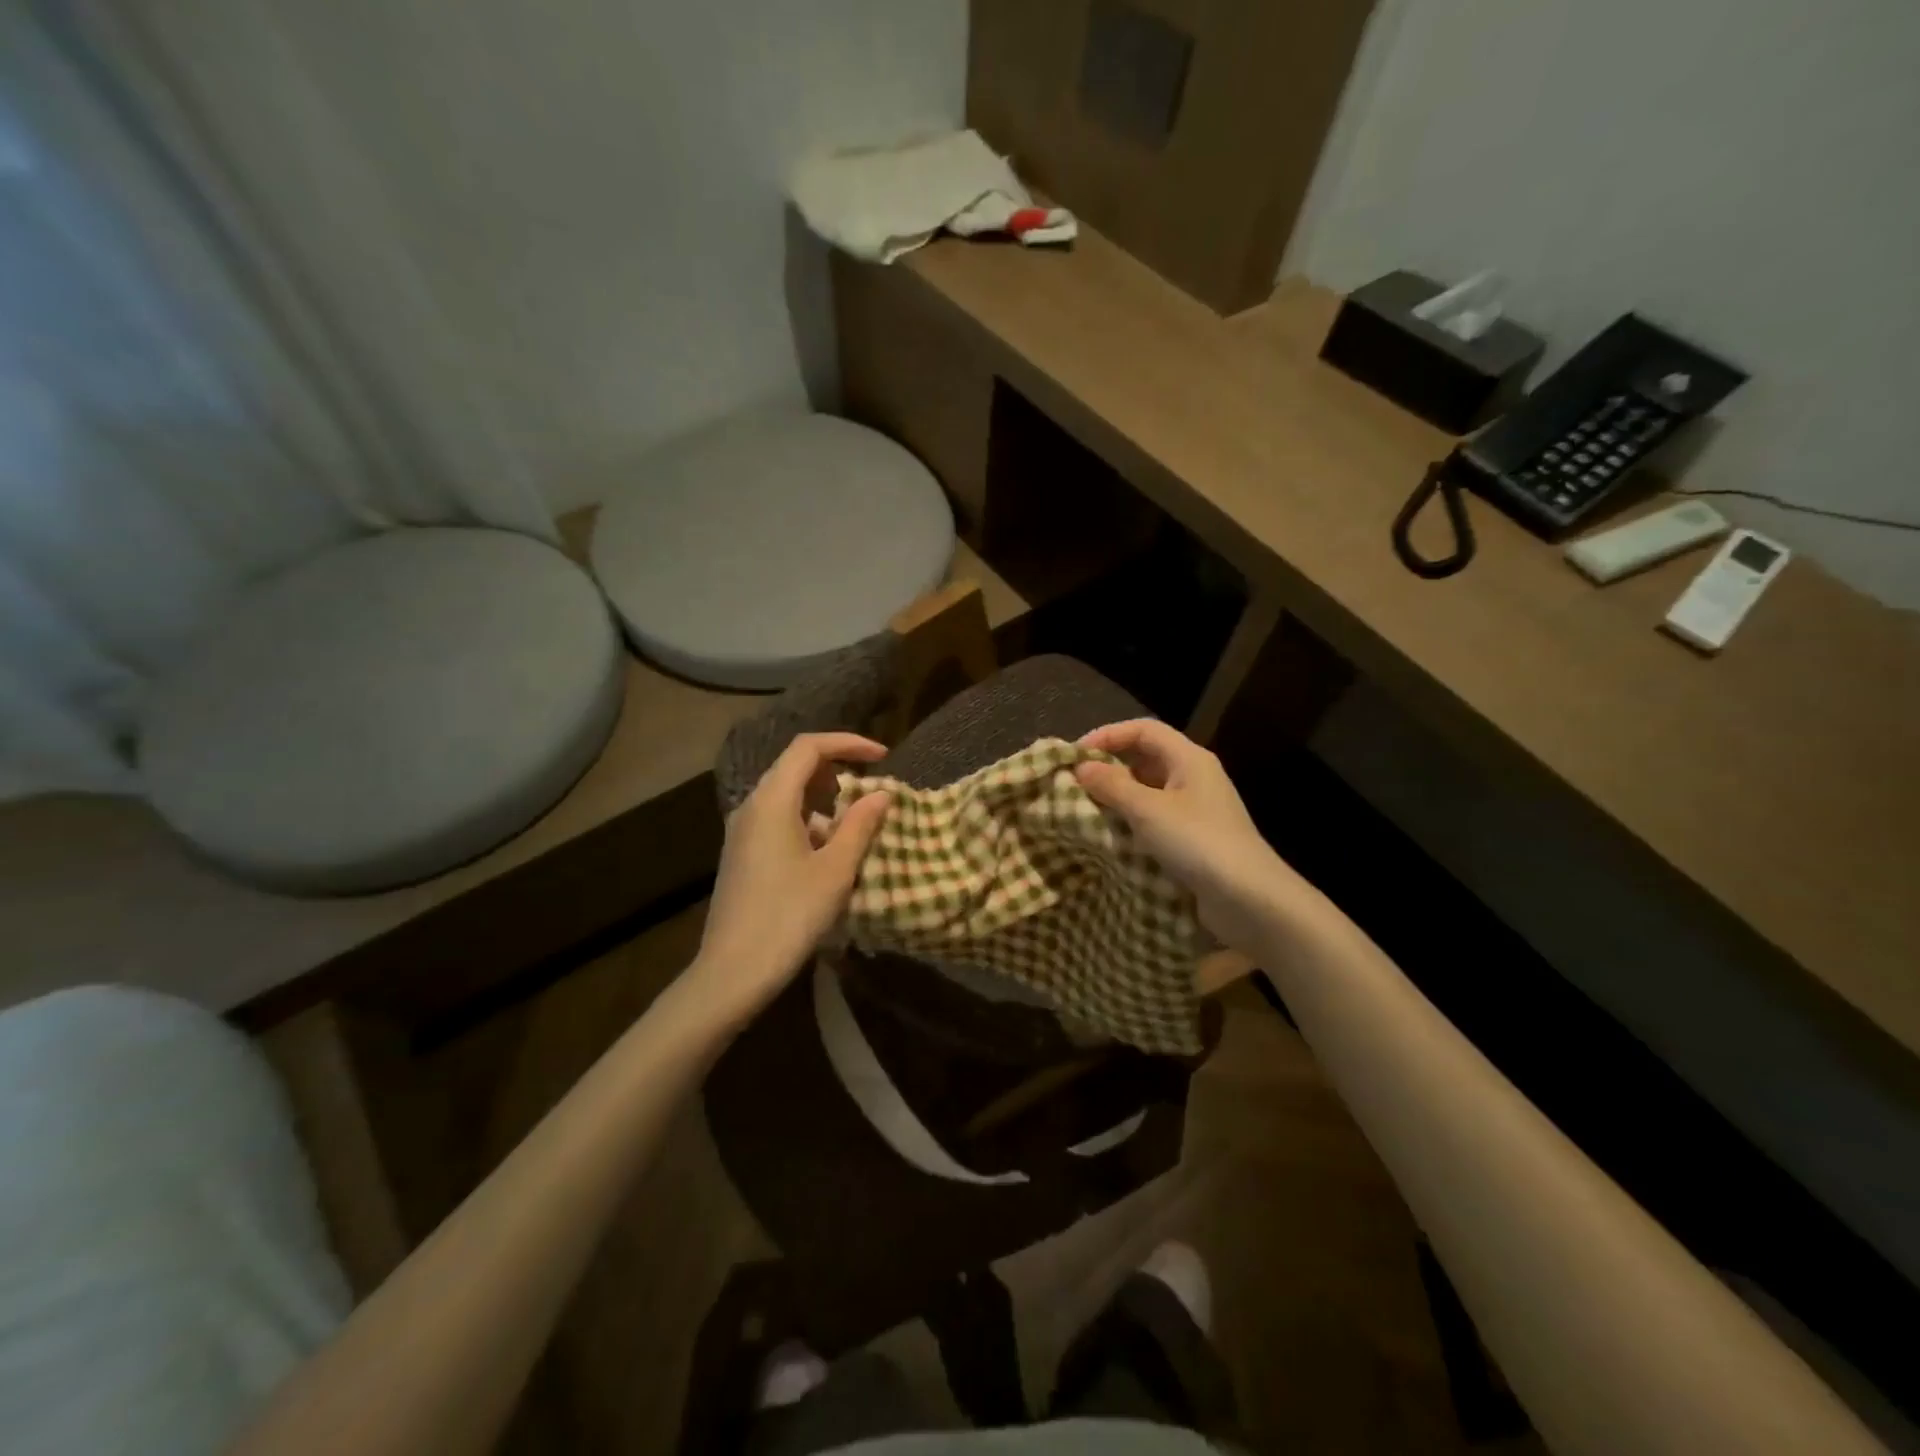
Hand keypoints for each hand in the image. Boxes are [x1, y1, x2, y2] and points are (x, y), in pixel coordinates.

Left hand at [690, 733, 892, 1020]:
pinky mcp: (742, 853)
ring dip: (825, 802)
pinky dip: (808, 823)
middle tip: (872, 791)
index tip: (883, 757)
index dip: (848, 743)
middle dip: (838, 771)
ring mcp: (742, 831)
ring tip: (856, 829)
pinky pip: (779, 820)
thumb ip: (860, 825)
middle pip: (796, 767)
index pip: (809, 747)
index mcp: (771, 800)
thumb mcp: (835, 870)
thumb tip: (881, 793)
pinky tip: (828, 856)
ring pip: (788, 796)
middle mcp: (752, 806)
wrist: (733, 972)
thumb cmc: (789, 916)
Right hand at [1076, 720, 1298, 952]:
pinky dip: (1131, 820)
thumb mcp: (1148, 810)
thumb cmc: (1198, 842)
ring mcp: (1197, 808)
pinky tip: (1111, 834)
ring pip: (1149, 789)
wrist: (1249, 899)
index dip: (1107, 735)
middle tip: (1076, 782)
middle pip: (1146, 757)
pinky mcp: (1195, 838)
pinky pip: (1156, 817)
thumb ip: (1111, 785)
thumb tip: (1081, 767)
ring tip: (1086, 808)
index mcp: (1189, 758)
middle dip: (1110, 766)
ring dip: (1118, 795)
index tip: (1075, 755)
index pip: (1143, 730)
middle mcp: (1194, 776)